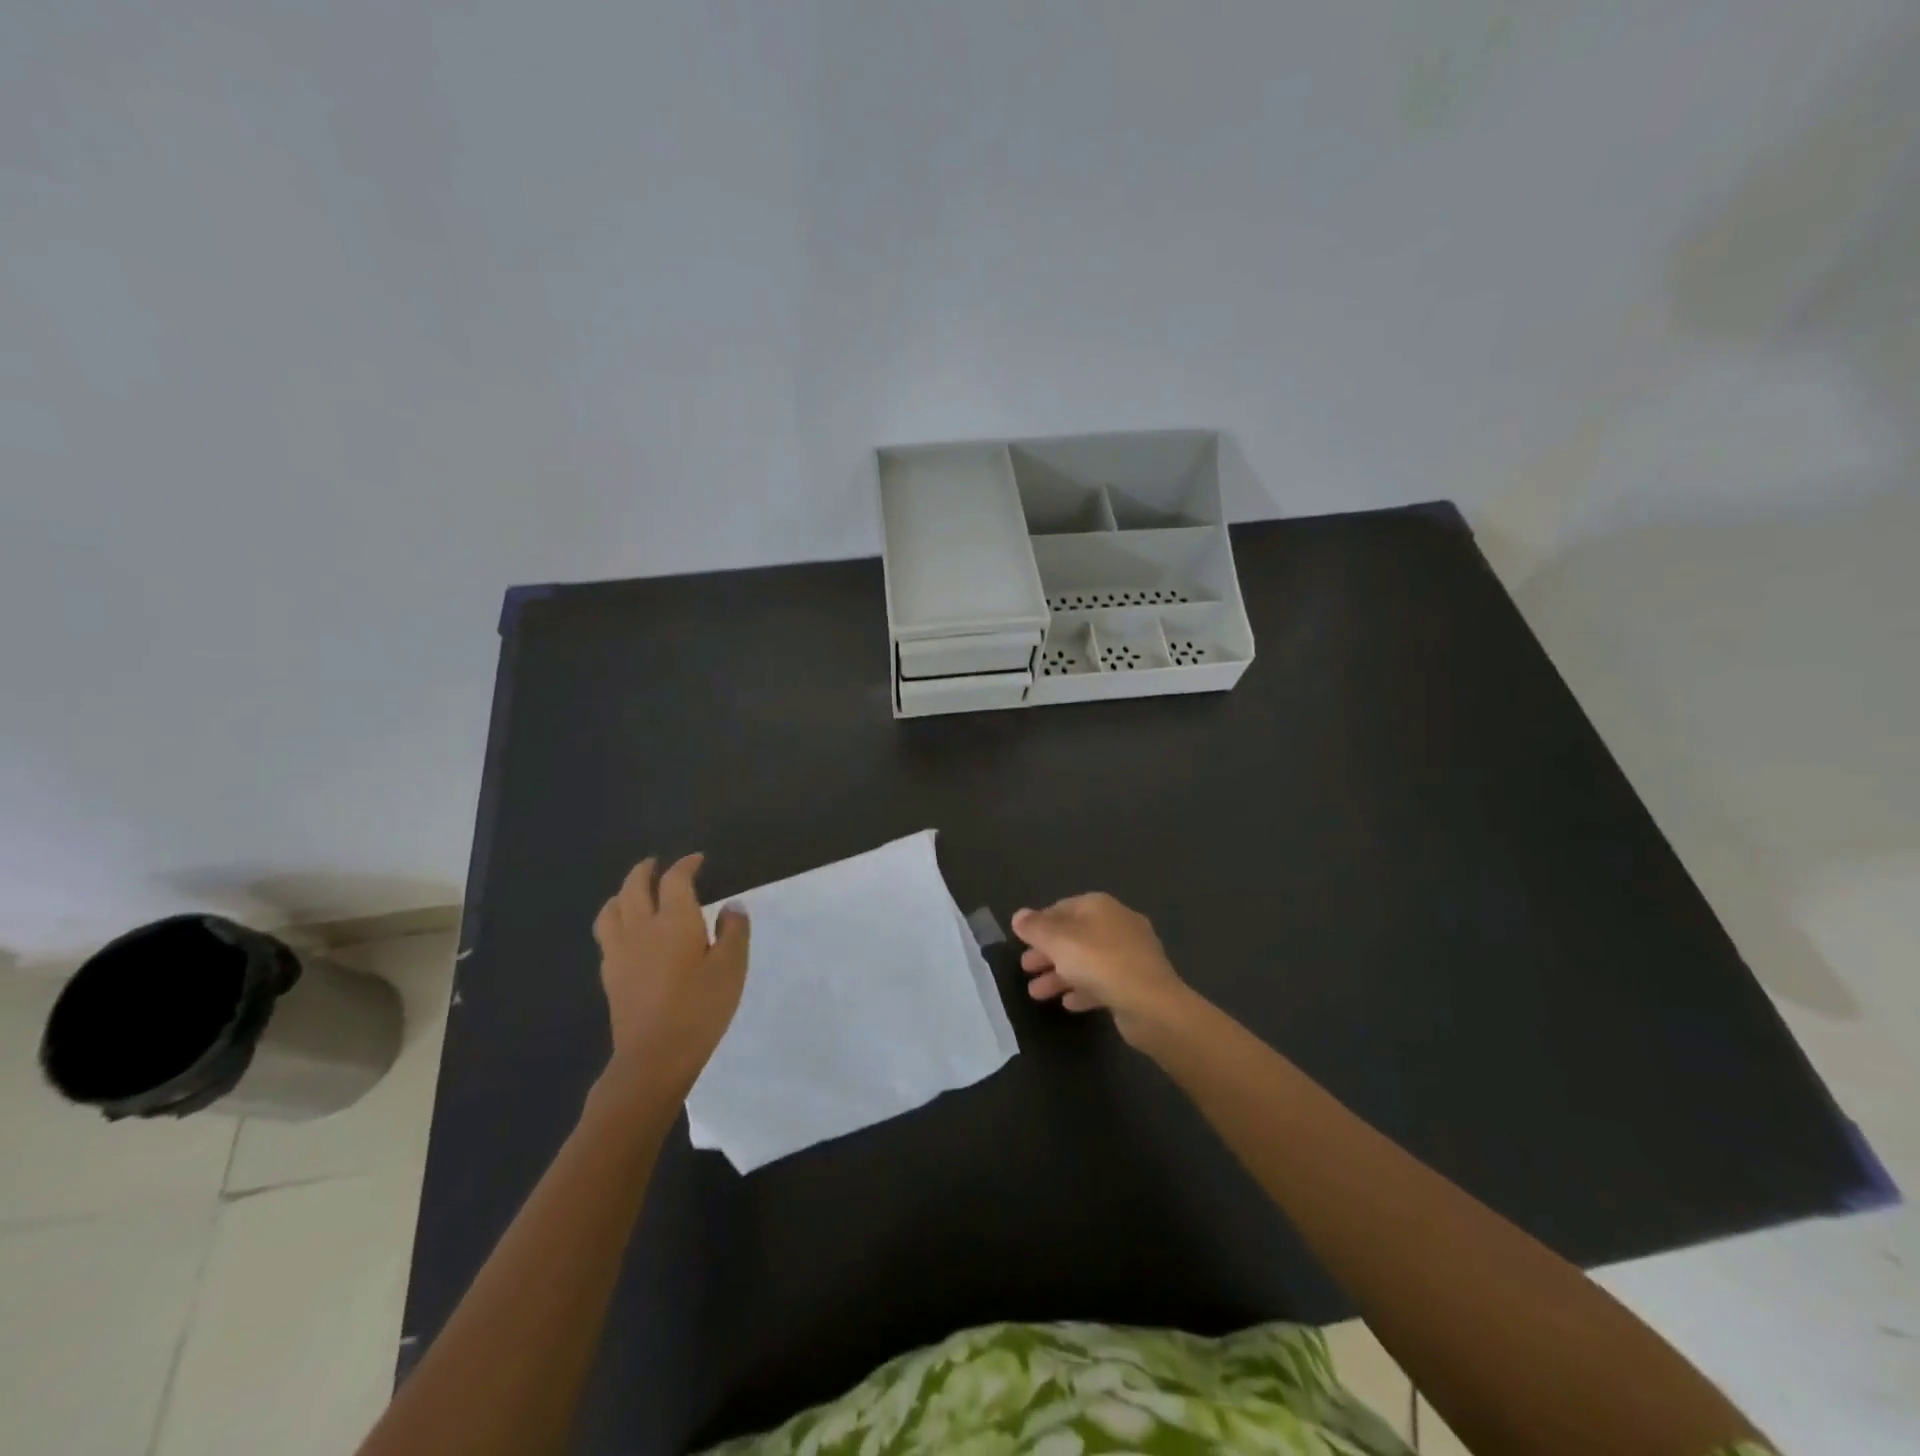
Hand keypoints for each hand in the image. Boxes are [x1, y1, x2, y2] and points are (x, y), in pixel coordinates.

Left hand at [592, 853, 749, 1095]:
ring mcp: (620, 952)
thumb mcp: (731, 967)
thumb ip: (733, 931)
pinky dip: (615, 921)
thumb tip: (731, 906)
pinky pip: (606, 935)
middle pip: (634, 887)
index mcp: (674, 920)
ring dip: (622, 893)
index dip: (685, 865)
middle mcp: (641, 928)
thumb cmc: (700, 1008)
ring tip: (632, 893)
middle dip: (645, 871)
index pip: (675, 880)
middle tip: (656, 864)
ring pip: (611, 910)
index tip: (697, 860)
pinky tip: (626, 933)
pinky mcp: (610, 975)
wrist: (654, 1057)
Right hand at [1011, 893, 1190, 1046]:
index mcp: (1100, 906)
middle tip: (1025, 969)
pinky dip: (1083, 989)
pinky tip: (1068, 1003)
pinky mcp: (1137, 982)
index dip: (1040, 923)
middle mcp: (1117, 924)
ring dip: (1060, 975)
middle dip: (1047, 953)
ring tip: (1036, 994)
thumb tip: (1018, 915)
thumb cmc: (1099, 962)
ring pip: (1086, 961)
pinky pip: (1103, 981)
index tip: (1022, 942)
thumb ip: (1035, 928)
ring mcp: (1130, 954)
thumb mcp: (1058, 941)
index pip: (1062, 908)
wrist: (1151, 1004)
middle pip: (1074, 936)